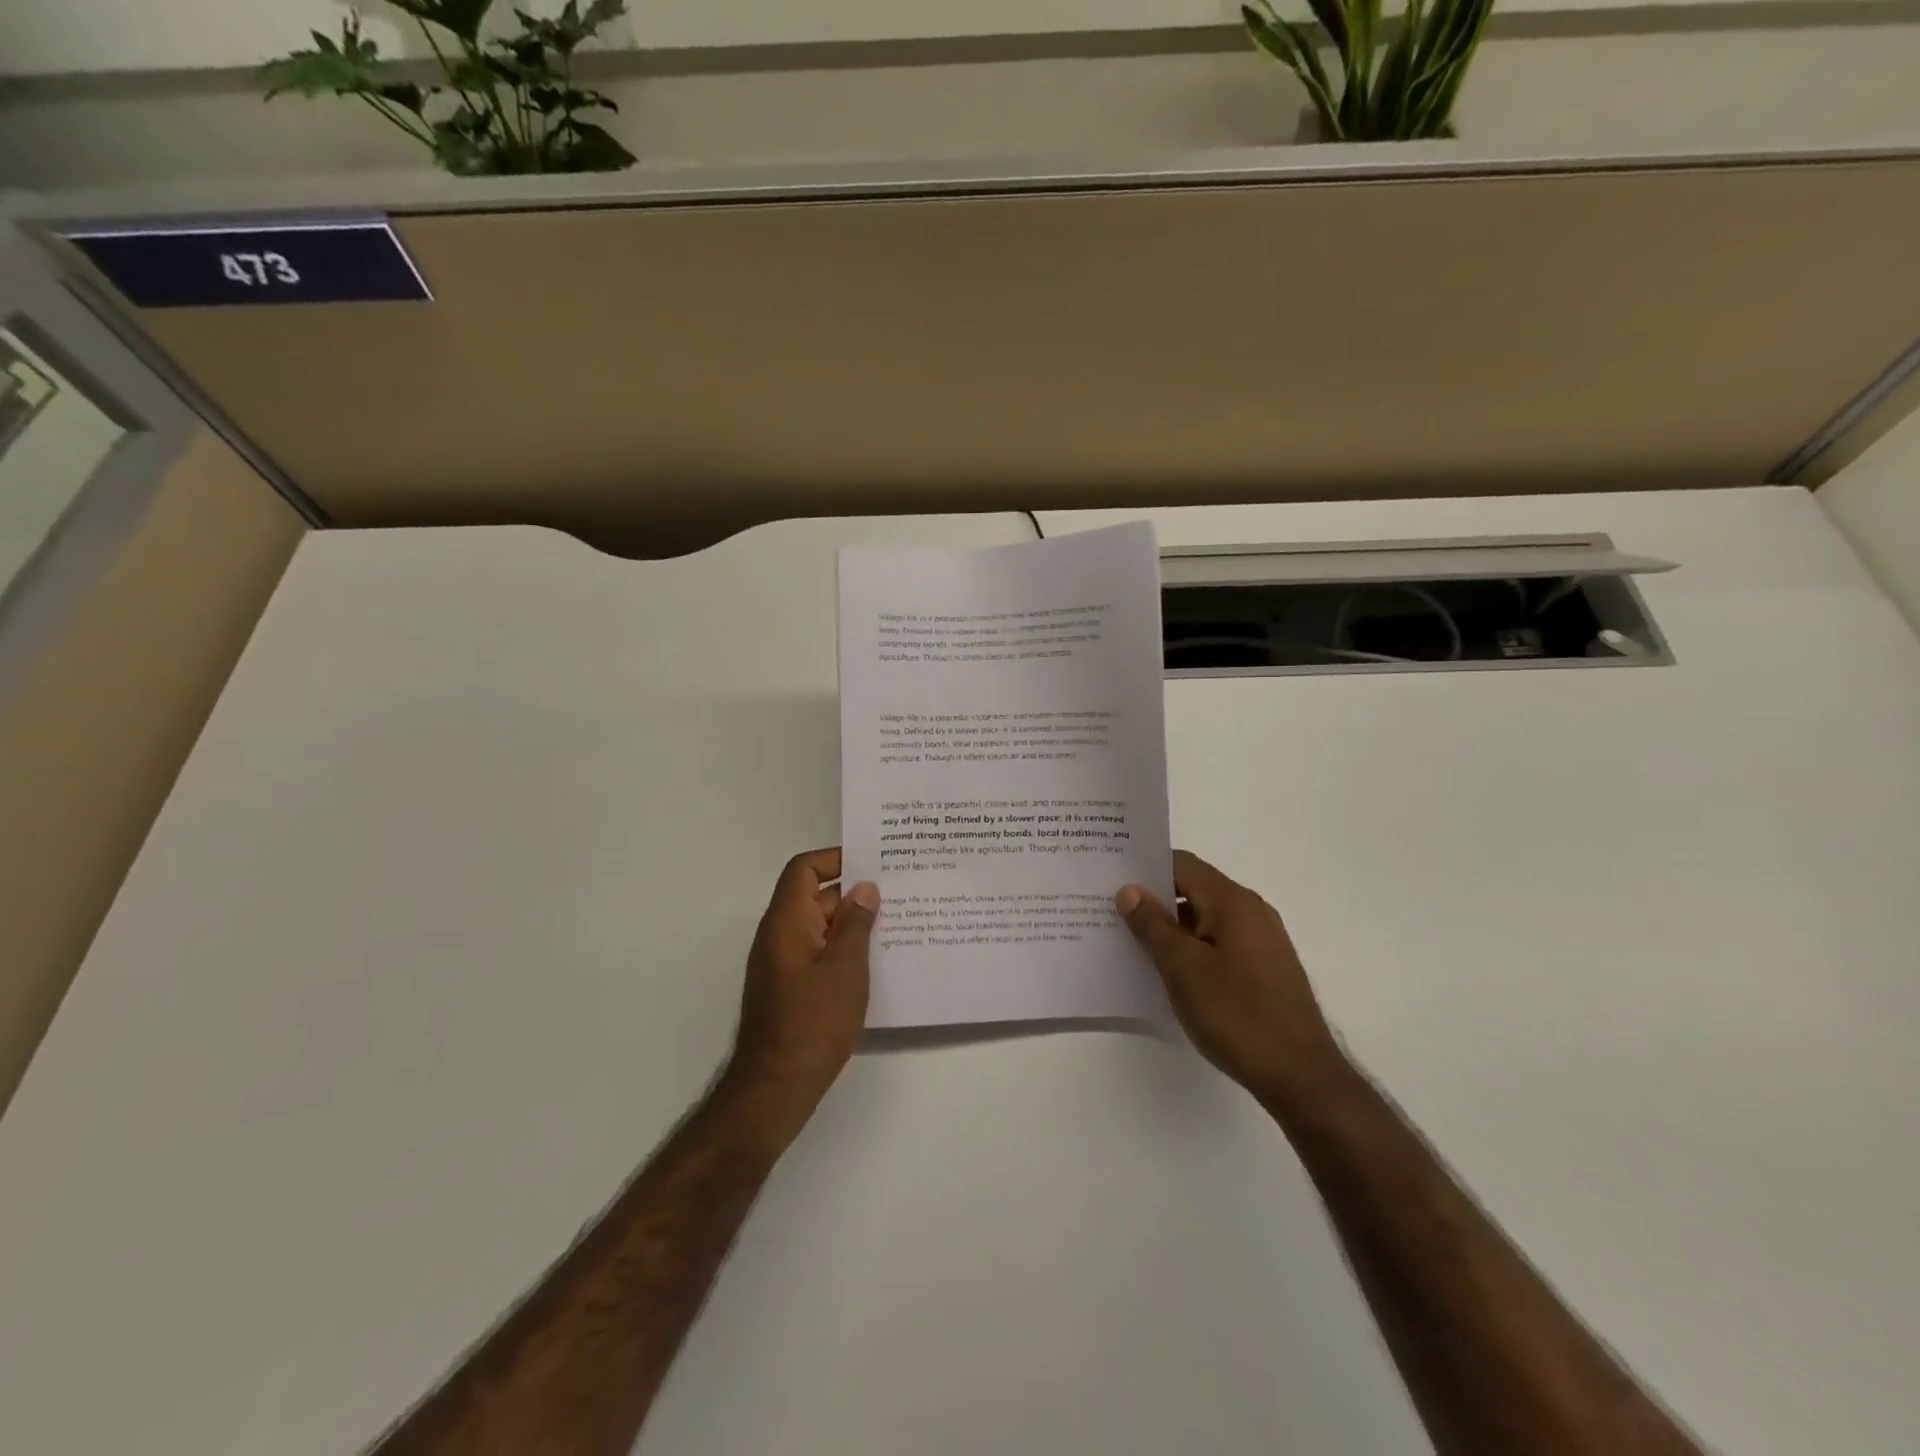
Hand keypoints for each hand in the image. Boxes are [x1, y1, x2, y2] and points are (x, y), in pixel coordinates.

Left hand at [727, 848, 878, 1131]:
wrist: (776, 1086)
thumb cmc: (813, 1021)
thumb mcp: (845, 968)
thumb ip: (856, 924)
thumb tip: (864, 888)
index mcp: (787, 920)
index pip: (804, 869)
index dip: (835, 858)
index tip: (873, 862)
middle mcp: (779, 935)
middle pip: (814, 896)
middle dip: (853, 893)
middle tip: (898, 893)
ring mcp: (782, 963)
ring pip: (819, 927)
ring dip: (851, 924)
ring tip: (895, 925)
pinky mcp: (789, 987)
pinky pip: (817, 952)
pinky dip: (842, 949)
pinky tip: (875, 962)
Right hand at [1117, 850, 1346, 1111]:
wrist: (1300, 1075)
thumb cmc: (1236, 1014)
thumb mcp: (1182, 967)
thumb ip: (1153, 925)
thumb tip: (1130, 890)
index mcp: (1232, 901)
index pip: (1181, 864)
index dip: (1145, 868)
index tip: (1111, 879)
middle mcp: (1251, 911)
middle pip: (1193, 889)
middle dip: (1153, 899)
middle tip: (1111, 911)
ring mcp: (1261, 940)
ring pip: (1205, 918)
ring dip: (1171, 926)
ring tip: (1131, 942)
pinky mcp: (1264, 968)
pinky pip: (1218, 942)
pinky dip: (1191, 947)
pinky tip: (1169, 970)